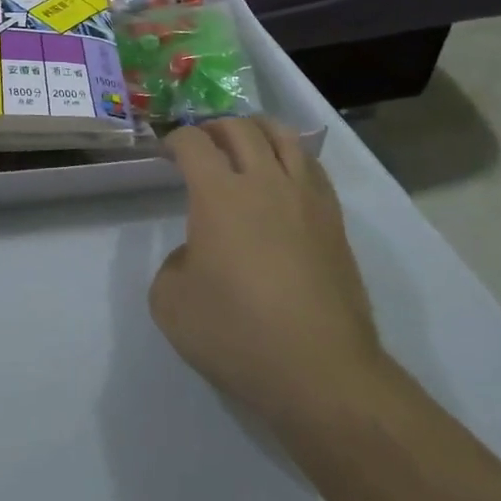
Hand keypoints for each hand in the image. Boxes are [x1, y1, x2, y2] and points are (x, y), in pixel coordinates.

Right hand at [150, 117, 390, 426]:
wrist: (322, 373)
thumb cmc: (239, 335)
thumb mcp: (171, 305)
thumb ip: (172, 266)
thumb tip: (195, 254)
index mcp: (219, 195)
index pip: (194, 143)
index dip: (175, 139)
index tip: (167, 153)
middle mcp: (264, 182)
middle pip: (240, 128)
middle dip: (214, 127)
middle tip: (202, 143)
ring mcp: (305, 198)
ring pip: (283, 137)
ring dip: (257, 130)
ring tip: (245, 142)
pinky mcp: (334, 221)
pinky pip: (312, 167)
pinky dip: (291, 156)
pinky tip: (283, 175)